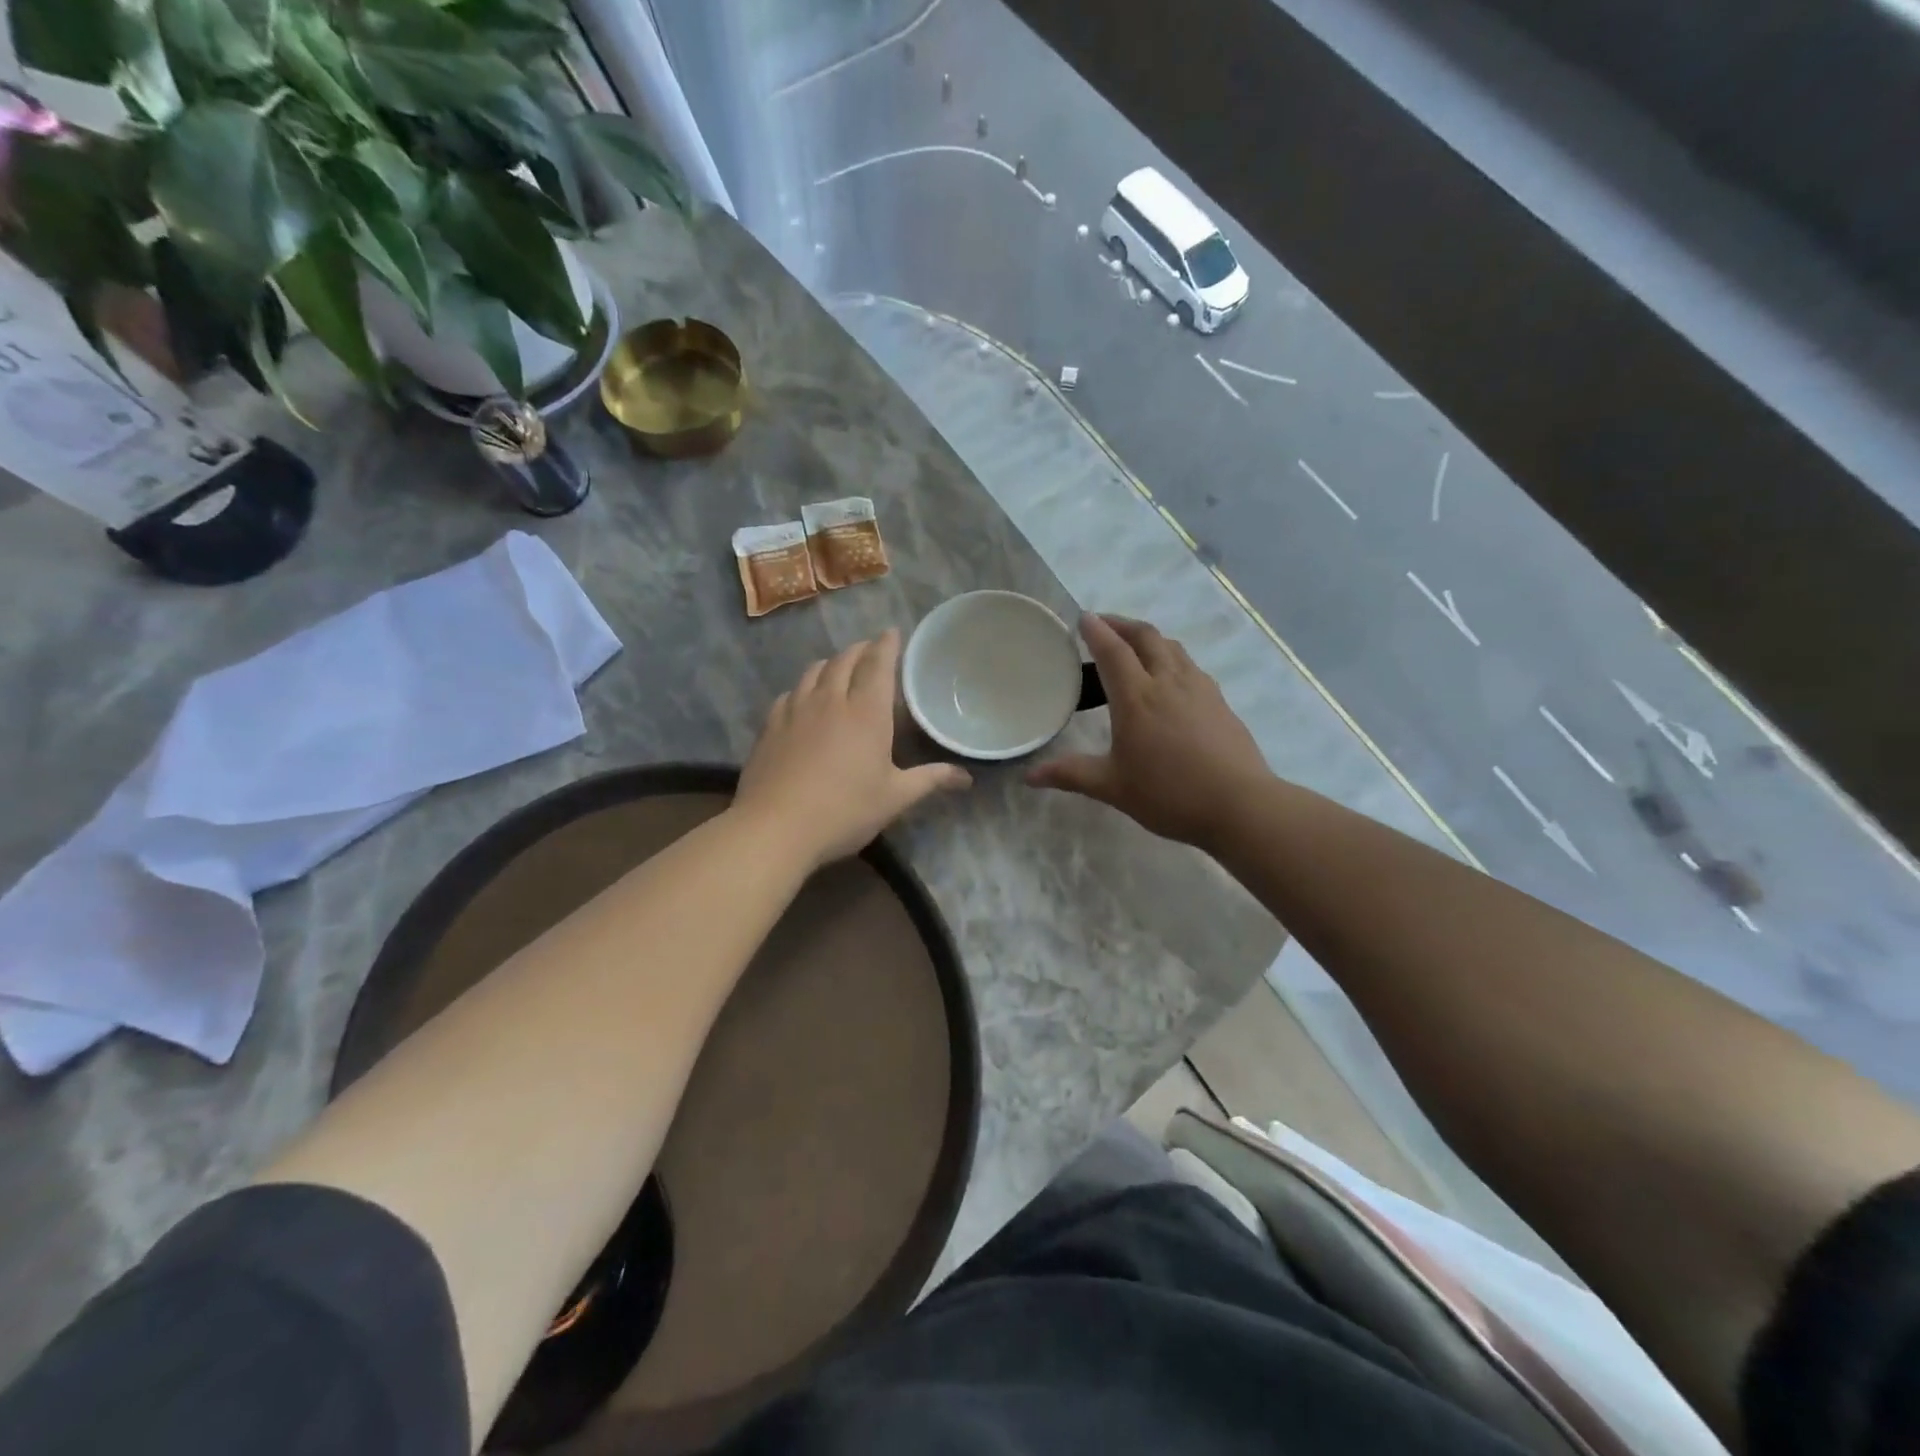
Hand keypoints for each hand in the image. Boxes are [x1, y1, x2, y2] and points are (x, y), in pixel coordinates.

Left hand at [735, 630, 971, 869]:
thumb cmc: (844, 810)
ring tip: (839, 667)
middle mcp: (831, 700)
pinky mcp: (770, 725)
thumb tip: (966, 777)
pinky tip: (803, 699)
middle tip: (871, 650)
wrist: (775, 827)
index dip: (887, 645)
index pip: (878, 664)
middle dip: (861, 650)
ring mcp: (796, 710)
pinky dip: (804, 687)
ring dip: (831, 663)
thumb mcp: (894, 798)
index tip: (893, 632)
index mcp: (867, 712)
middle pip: (845, 660)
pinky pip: (790, 693)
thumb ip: (930, 780)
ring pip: (814, 671)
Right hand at [1027, 615, 1268, 846]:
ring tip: (1135, 647)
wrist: (1239, 805)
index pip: (1113, 651)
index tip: (1083, 618)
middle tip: (1104, 625)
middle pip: (1146, 637)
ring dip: (1149, 638)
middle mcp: (1168, 682)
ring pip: (1172, 647)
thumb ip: (1071, 774)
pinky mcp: (1219, 702)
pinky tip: (1170, 679)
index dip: (1096, 630)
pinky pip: (1190, 666)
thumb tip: (1029, 776)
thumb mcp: (1113, 787)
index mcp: (1137, 697)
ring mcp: (1199, 689)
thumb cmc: (1169, 794)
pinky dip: (1171, 658)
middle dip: (1122, 624)